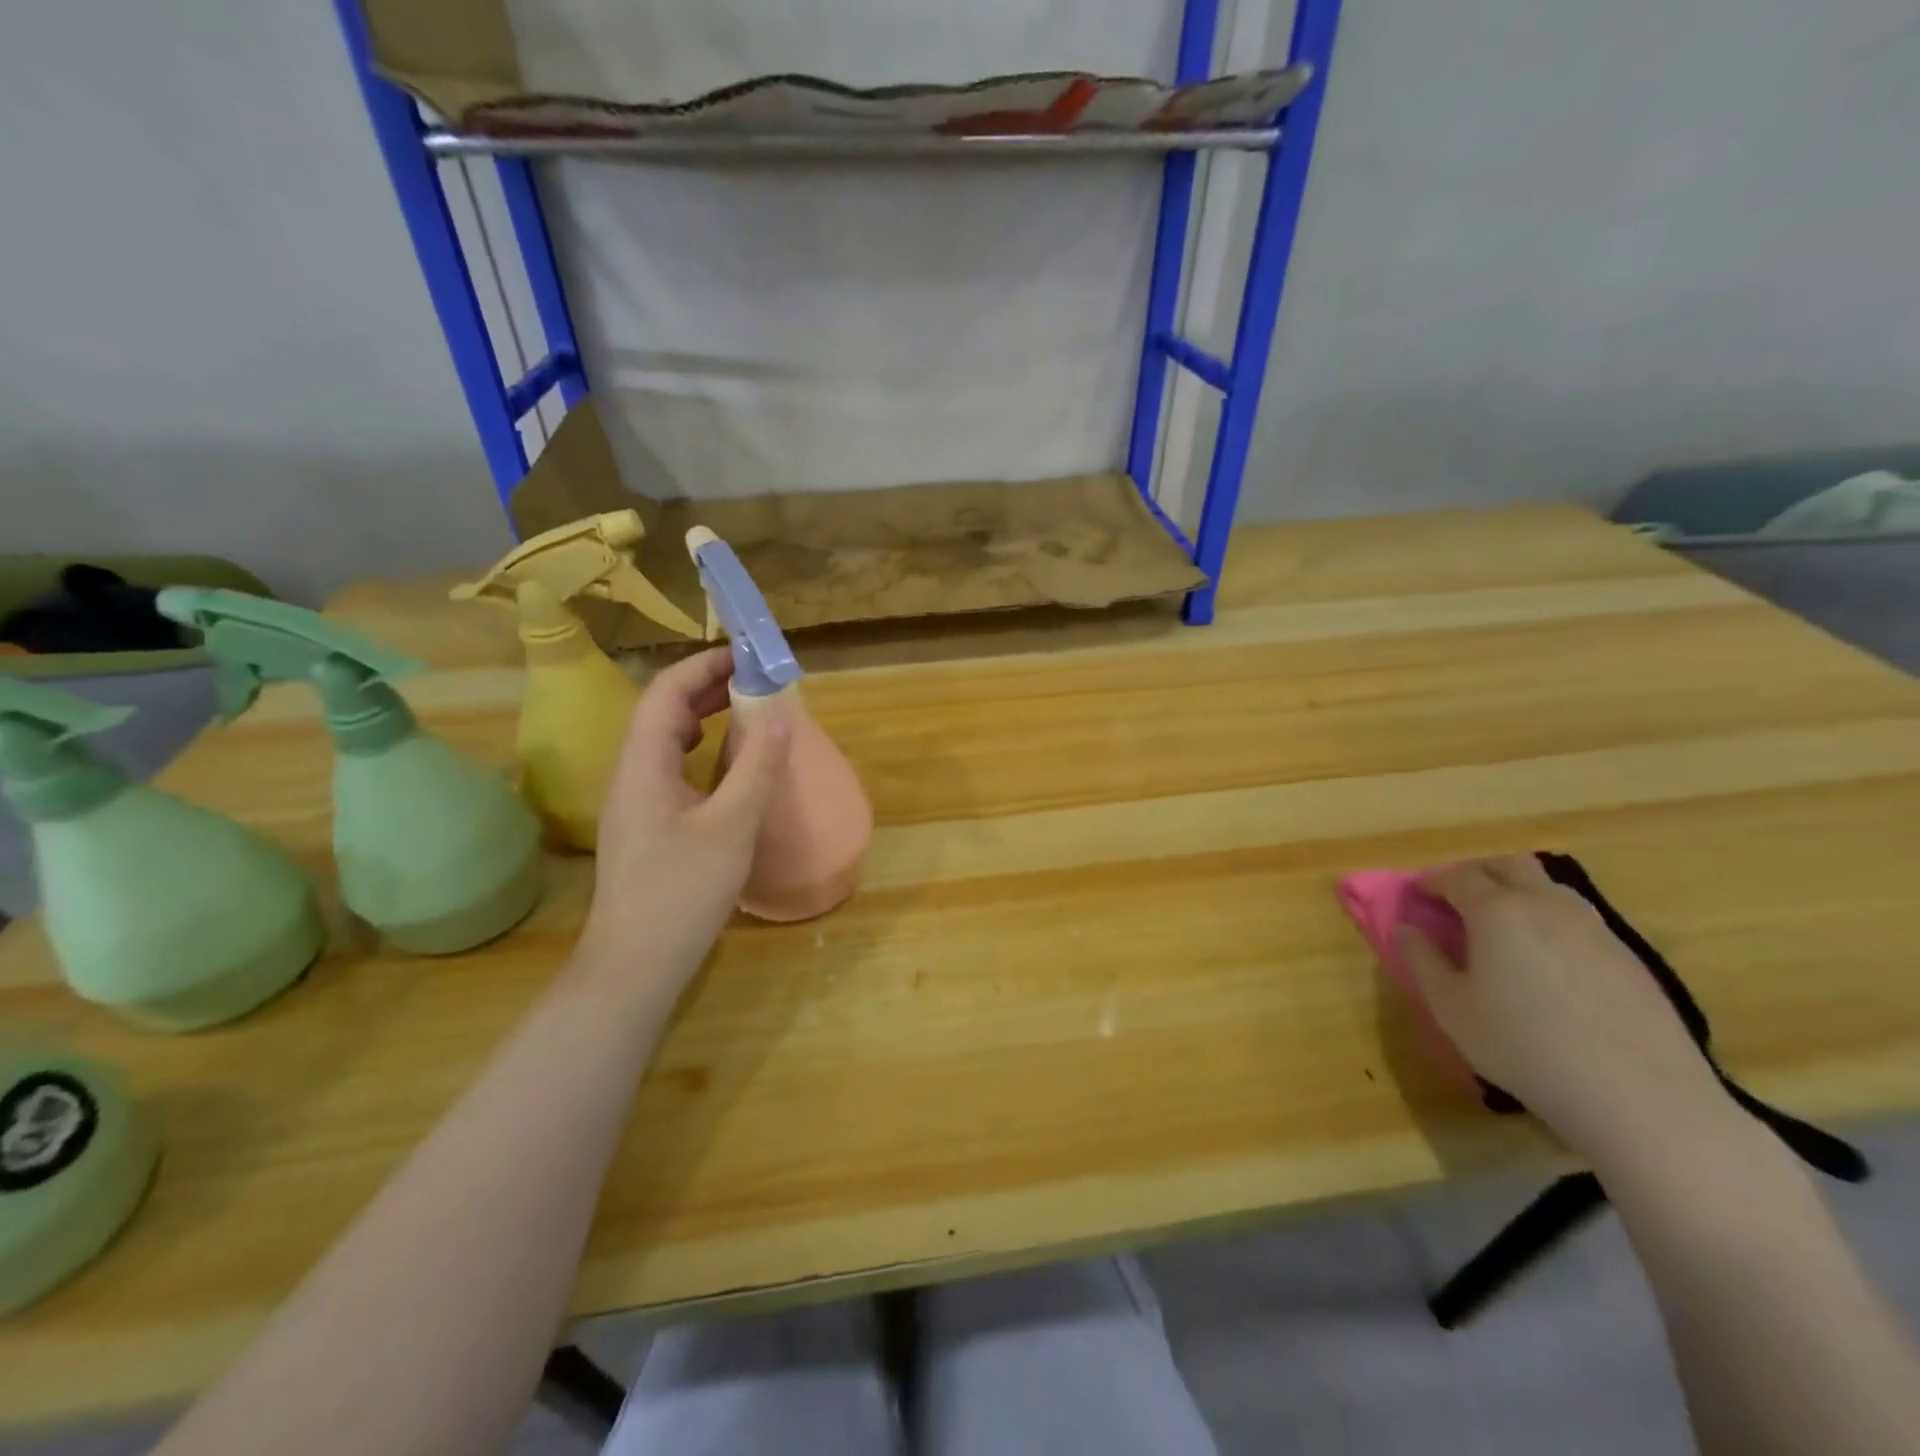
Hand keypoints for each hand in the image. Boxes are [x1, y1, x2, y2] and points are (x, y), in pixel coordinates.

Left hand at [579, 649, 790, 985]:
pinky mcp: (644, 826)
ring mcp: (633, 802)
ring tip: (743, 711)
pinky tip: (723, 766)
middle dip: (706, 688)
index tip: (746, 657)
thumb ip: (757, 767)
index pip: (666, 693)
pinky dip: (698, 750)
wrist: (634, 964)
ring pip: (663, 741)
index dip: (704, 667)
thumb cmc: (682, 891)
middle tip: (754, 680)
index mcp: (642, 764)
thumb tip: (781, 714)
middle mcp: (629, 774)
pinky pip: (668, 768)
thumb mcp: (731, 826)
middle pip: (661, 712)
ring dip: (701, 717)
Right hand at [1397, 854, 1726, 1162]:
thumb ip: (1422, 960)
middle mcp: (1546, 905)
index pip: (1458, 876)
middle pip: (1509, 865)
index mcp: (1498, 911)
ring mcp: (1595, 928)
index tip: (1417, 897)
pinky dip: (1550, 922)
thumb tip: (1406, 928)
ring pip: (1549, 887)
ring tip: (1502, 929)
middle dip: (1478, 873)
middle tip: (1458, 901)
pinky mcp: (1629, 956)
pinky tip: (1547, 963)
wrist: (1640, 1096)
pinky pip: (1578, 919)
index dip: (1432, 882)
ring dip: (1519, 893)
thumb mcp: (1451, 1008)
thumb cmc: (1524, 1047)